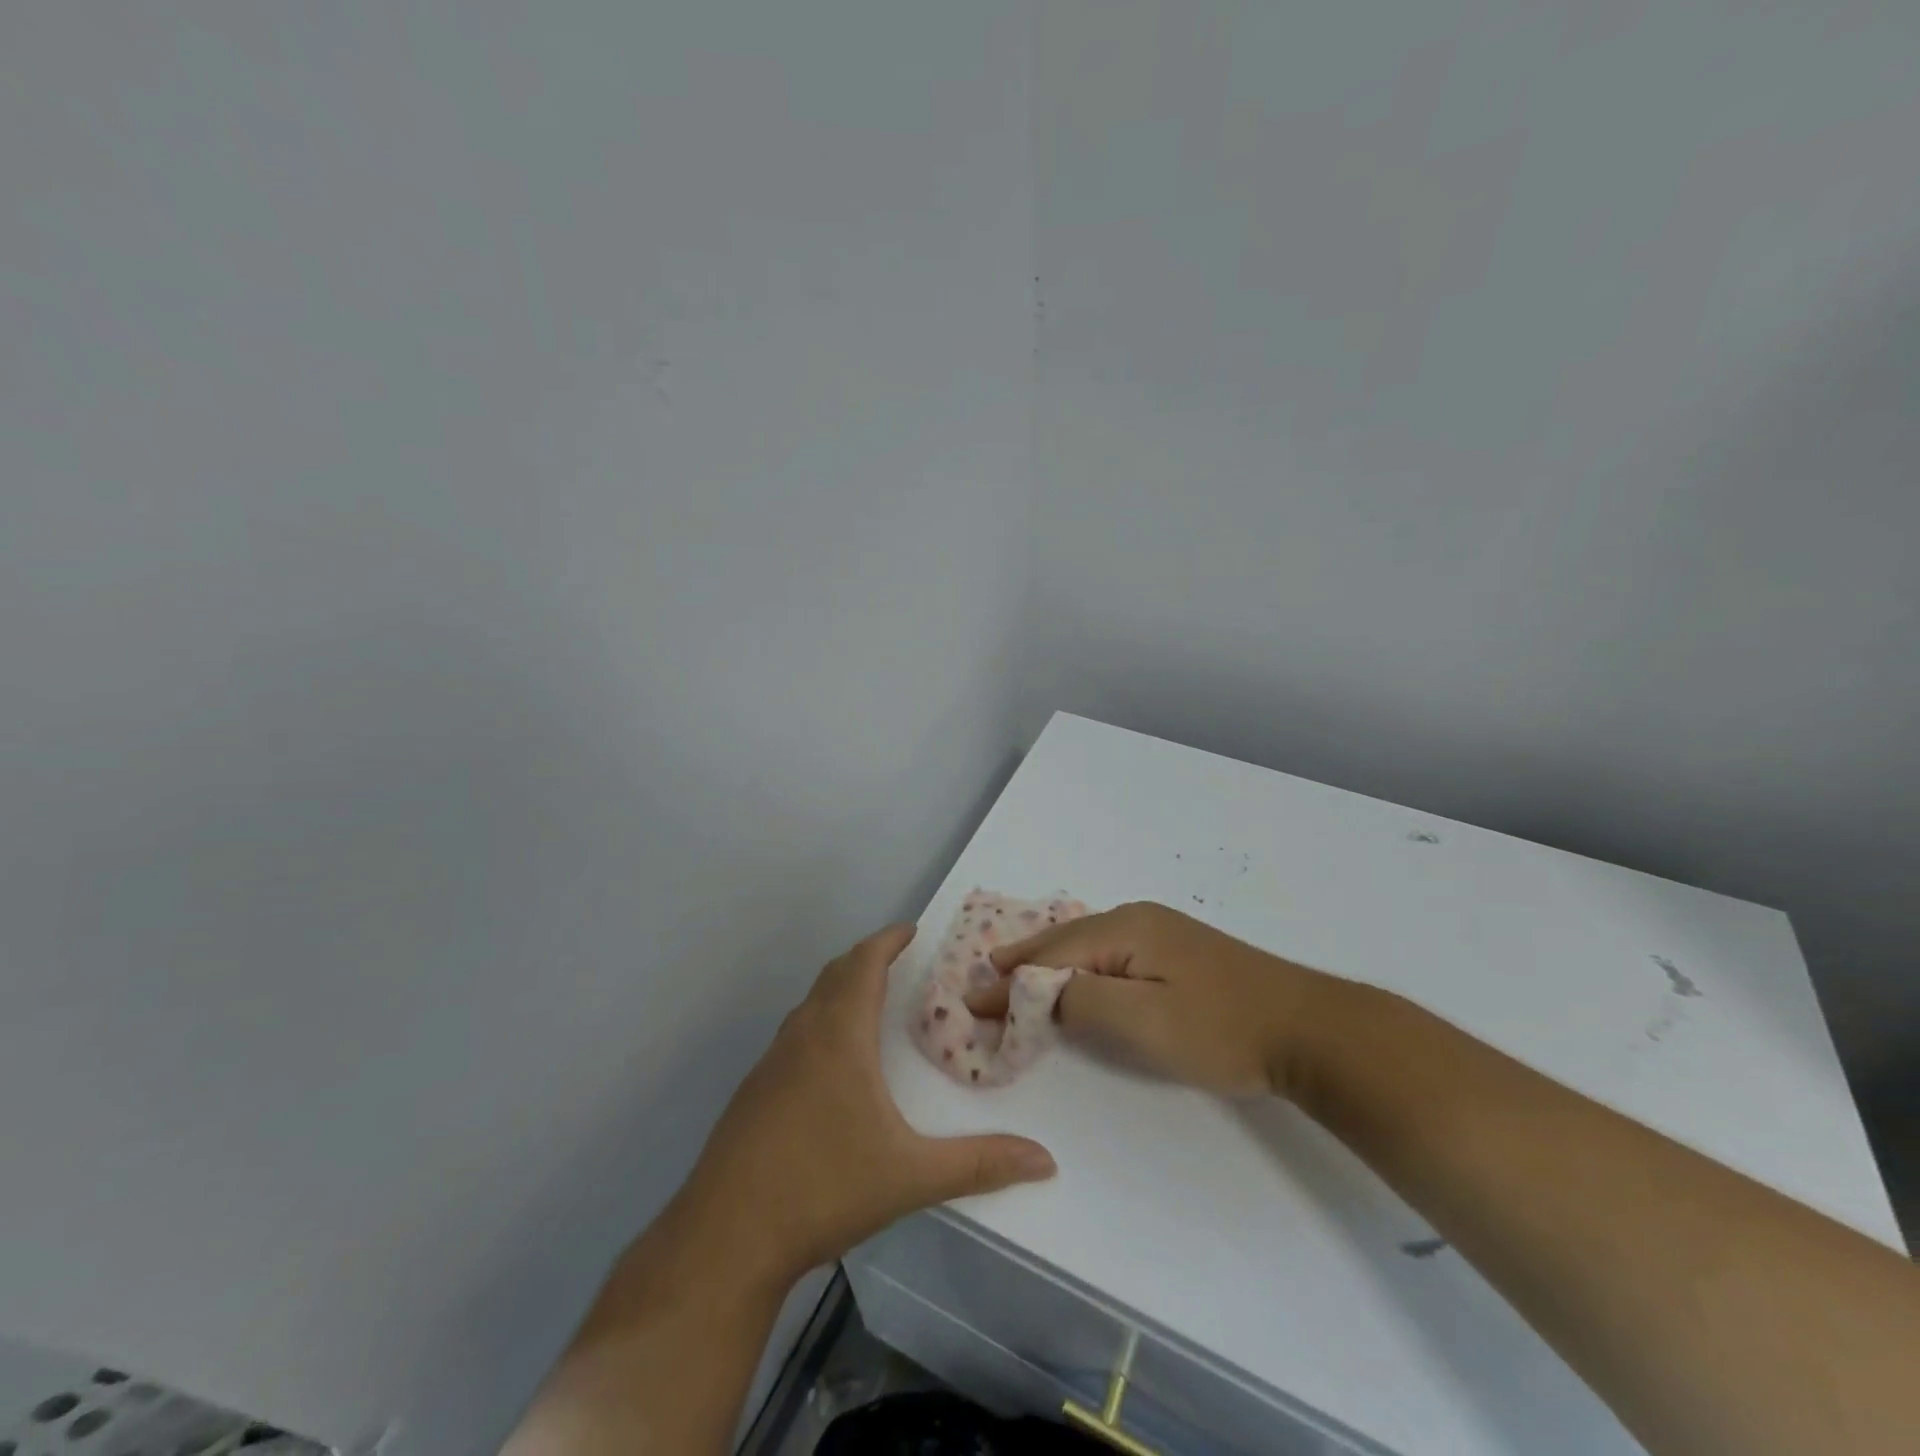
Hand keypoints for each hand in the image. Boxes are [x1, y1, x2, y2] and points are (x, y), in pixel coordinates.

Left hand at [675, 924, 1056, 1288]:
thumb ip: (980, 1164)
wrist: (725, 1237)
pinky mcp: (752, 1092)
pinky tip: (829, 1062)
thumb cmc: (823, 1188)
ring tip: (868, 1000)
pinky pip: (793, 1035)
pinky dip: (819, 1021)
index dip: (886, 940)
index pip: (863, 965)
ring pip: (809, 1005)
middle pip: (834, 975)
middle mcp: (802, 1036)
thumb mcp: (910, 1176)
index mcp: (839, 1037)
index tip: (910, 928)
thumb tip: (1045, 1160)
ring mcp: (770, 1063)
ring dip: (839, 989)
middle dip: (865, 958)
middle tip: (895, 958)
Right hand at [966, 902, 1324, 1097]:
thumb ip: (1082, 1000)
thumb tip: (1040, 991)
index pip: (1051, 954)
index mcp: (1125, 927)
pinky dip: (1079, 967)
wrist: (1308, 1028)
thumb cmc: (1221, 1028)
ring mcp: (1160, 931)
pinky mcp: (1177, 951)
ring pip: (1087, 945)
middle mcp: (1137, 917)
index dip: (1011, 981)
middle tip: (984, 982)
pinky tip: (1074, 975)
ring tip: (1016, 976)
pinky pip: (1110, 953)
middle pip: (1064, 941)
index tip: (973, 1002)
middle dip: (1023, 963)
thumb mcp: (1143, 1020)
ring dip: (1049, 964)